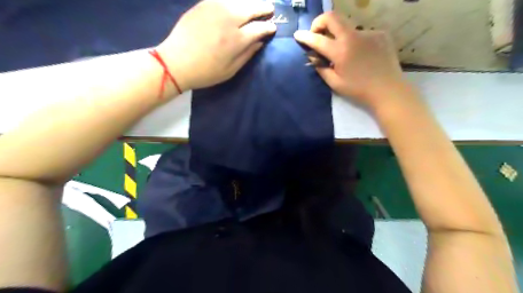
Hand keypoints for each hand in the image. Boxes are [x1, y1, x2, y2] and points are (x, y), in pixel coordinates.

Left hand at [158, 0, 274, 89]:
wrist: (176, 62)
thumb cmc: (206, 72)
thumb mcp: (230, 70)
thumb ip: (247, 55)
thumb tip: (259, 42)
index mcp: (237, 39)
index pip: (260, 28)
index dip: (269, 27)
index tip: (273, 28)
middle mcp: (229, 19)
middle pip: (252, 7)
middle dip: (264, 7)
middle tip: (270, 9)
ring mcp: (215, 8)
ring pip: (239, 0)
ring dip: (250, 2)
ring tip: (256, 5)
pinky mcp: (204, 4)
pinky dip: (234, 1)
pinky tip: (237, 4)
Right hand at [294, 11, 408, 109]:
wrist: (388, 90)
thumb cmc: (358, 90)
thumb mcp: (335, 83)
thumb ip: (321, 68)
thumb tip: (313, 57)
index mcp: (341, 51)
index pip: (318, 39)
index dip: (305, 36)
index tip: (298, 34)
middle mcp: (354, 36)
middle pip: (332, 17)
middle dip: (320, 22)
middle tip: (318, 33)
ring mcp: (369, 32)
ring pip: (347, 27)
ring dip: (340, 37)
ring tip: (345, 54)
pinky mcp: (380, 33)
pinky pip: (361, 34)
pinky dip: (355, 42)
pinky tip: (361, 55)